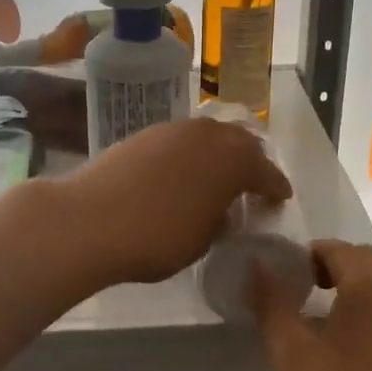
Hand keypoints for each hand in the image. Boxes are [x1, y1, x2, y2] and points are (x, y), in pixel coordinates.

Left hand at [61, 117, 291, 286]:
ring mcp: (175, 129)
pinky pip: (182, 139)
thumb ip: (220, 219)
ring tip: (216, 176)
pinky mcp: (146, 132)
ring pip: (210, 135)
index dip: (276, 187)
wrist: (90, 219)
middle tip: (252, 184)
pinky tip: (182, 173)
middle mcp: (210, 135)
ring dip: (219, 153)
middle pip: (242, 142)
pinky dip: (191, 153)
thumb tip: (220, 210)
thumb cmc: (156, 238)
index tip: (280, 198)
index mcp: (234, 161)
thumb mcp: (202, 240)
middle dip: (251, 162)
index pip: (267, 172)